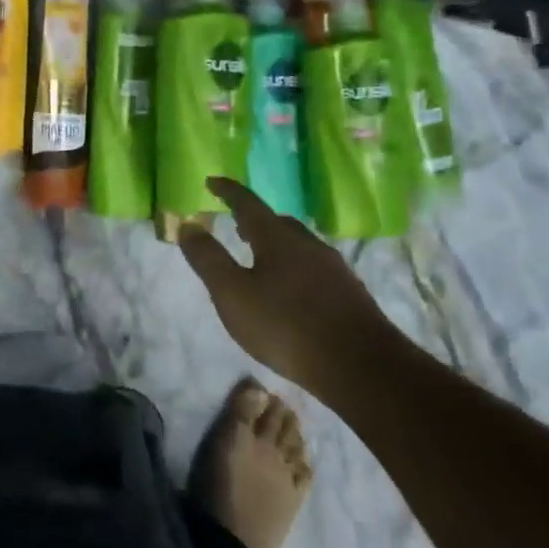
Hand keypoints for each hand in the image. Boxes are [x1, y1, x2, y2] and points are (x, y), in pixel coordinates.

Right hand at [178, 176, 396, 395]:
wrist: (360, 365)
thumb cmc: (285, 325)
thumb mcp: (232, 294)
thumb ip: (208, 259)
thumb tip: (188, 225)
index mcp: (277, 238)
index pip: (248, 203)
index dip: (228, 191)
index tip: (211, 182)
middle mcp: (308, 244)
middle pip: (278, 222)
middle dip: (254, 220)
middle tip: (235, 226)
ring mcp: (333, 268)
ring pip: (299, 245)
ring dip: (276, 244)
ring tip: (260, 259)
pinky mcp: (349, 293)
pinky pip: (314, 267)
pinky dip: (295, 267)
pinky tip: (291, 291)